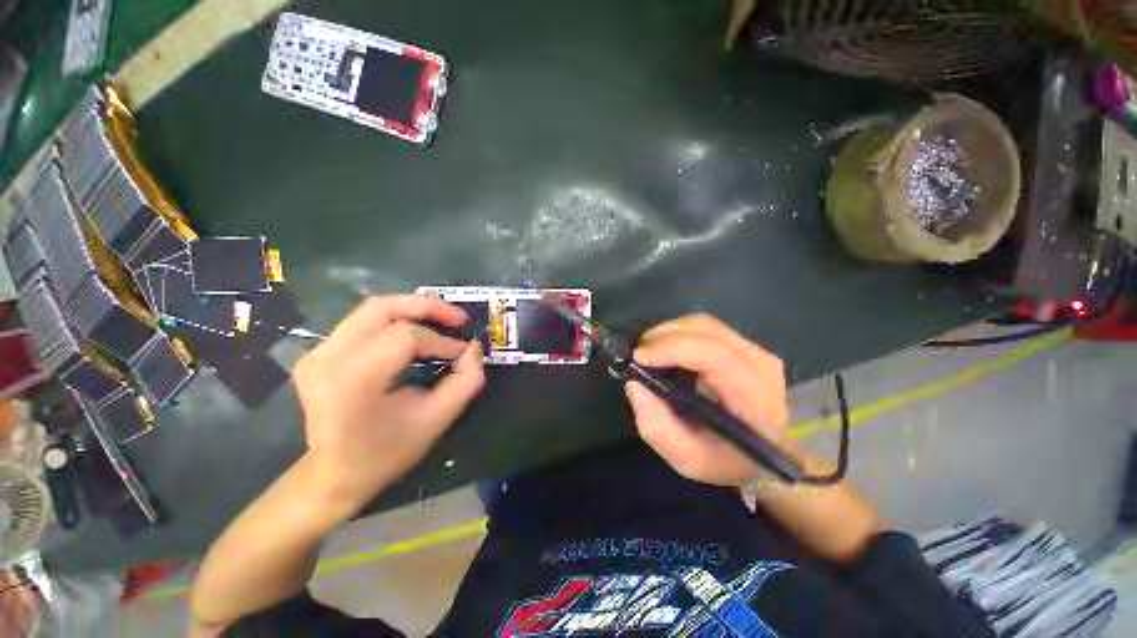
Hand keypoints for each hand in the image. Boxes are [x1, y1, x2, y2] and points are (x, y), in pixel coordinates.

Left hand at [293, 295, 484, 513]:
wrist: (335, 473)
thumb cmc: (384, 456)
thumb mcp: (430, 424)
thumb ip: (461, 385)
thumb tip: (474, 350)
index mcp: (354, 378)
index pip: (403, 336)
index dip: (439, 340)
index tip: (463, 352)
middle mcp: (328, 356)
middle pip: (380, 308)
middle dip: (423, 307)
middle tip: (456, 317)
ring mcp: (316, 353)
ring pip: (366, 312)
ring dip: (404, 313)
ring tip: (434, 322)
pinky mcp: (312, 354)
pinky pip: (353, 328)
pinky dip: (382, 327)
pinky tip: (401, 338)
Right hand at [626, 314, 790, 486]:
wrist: (771, 457)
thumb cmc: (732, 463)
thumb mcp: (691, 461)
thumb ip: (659, 428)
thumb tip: (635, 386)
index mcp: (752, 395)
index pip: (713, 354)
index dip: (673, 348)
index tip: (638, 358)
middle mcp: (760, 363)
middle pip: (708, 330)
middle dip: (666, 335)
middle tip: (638, 355)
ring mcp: (760, 352)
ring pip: (709, 325)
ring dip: (674, 334)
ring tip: (651, 355)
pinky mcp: (753, 349)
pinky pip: (714, 332)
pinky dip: (687, 337)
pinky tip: (672, 356)